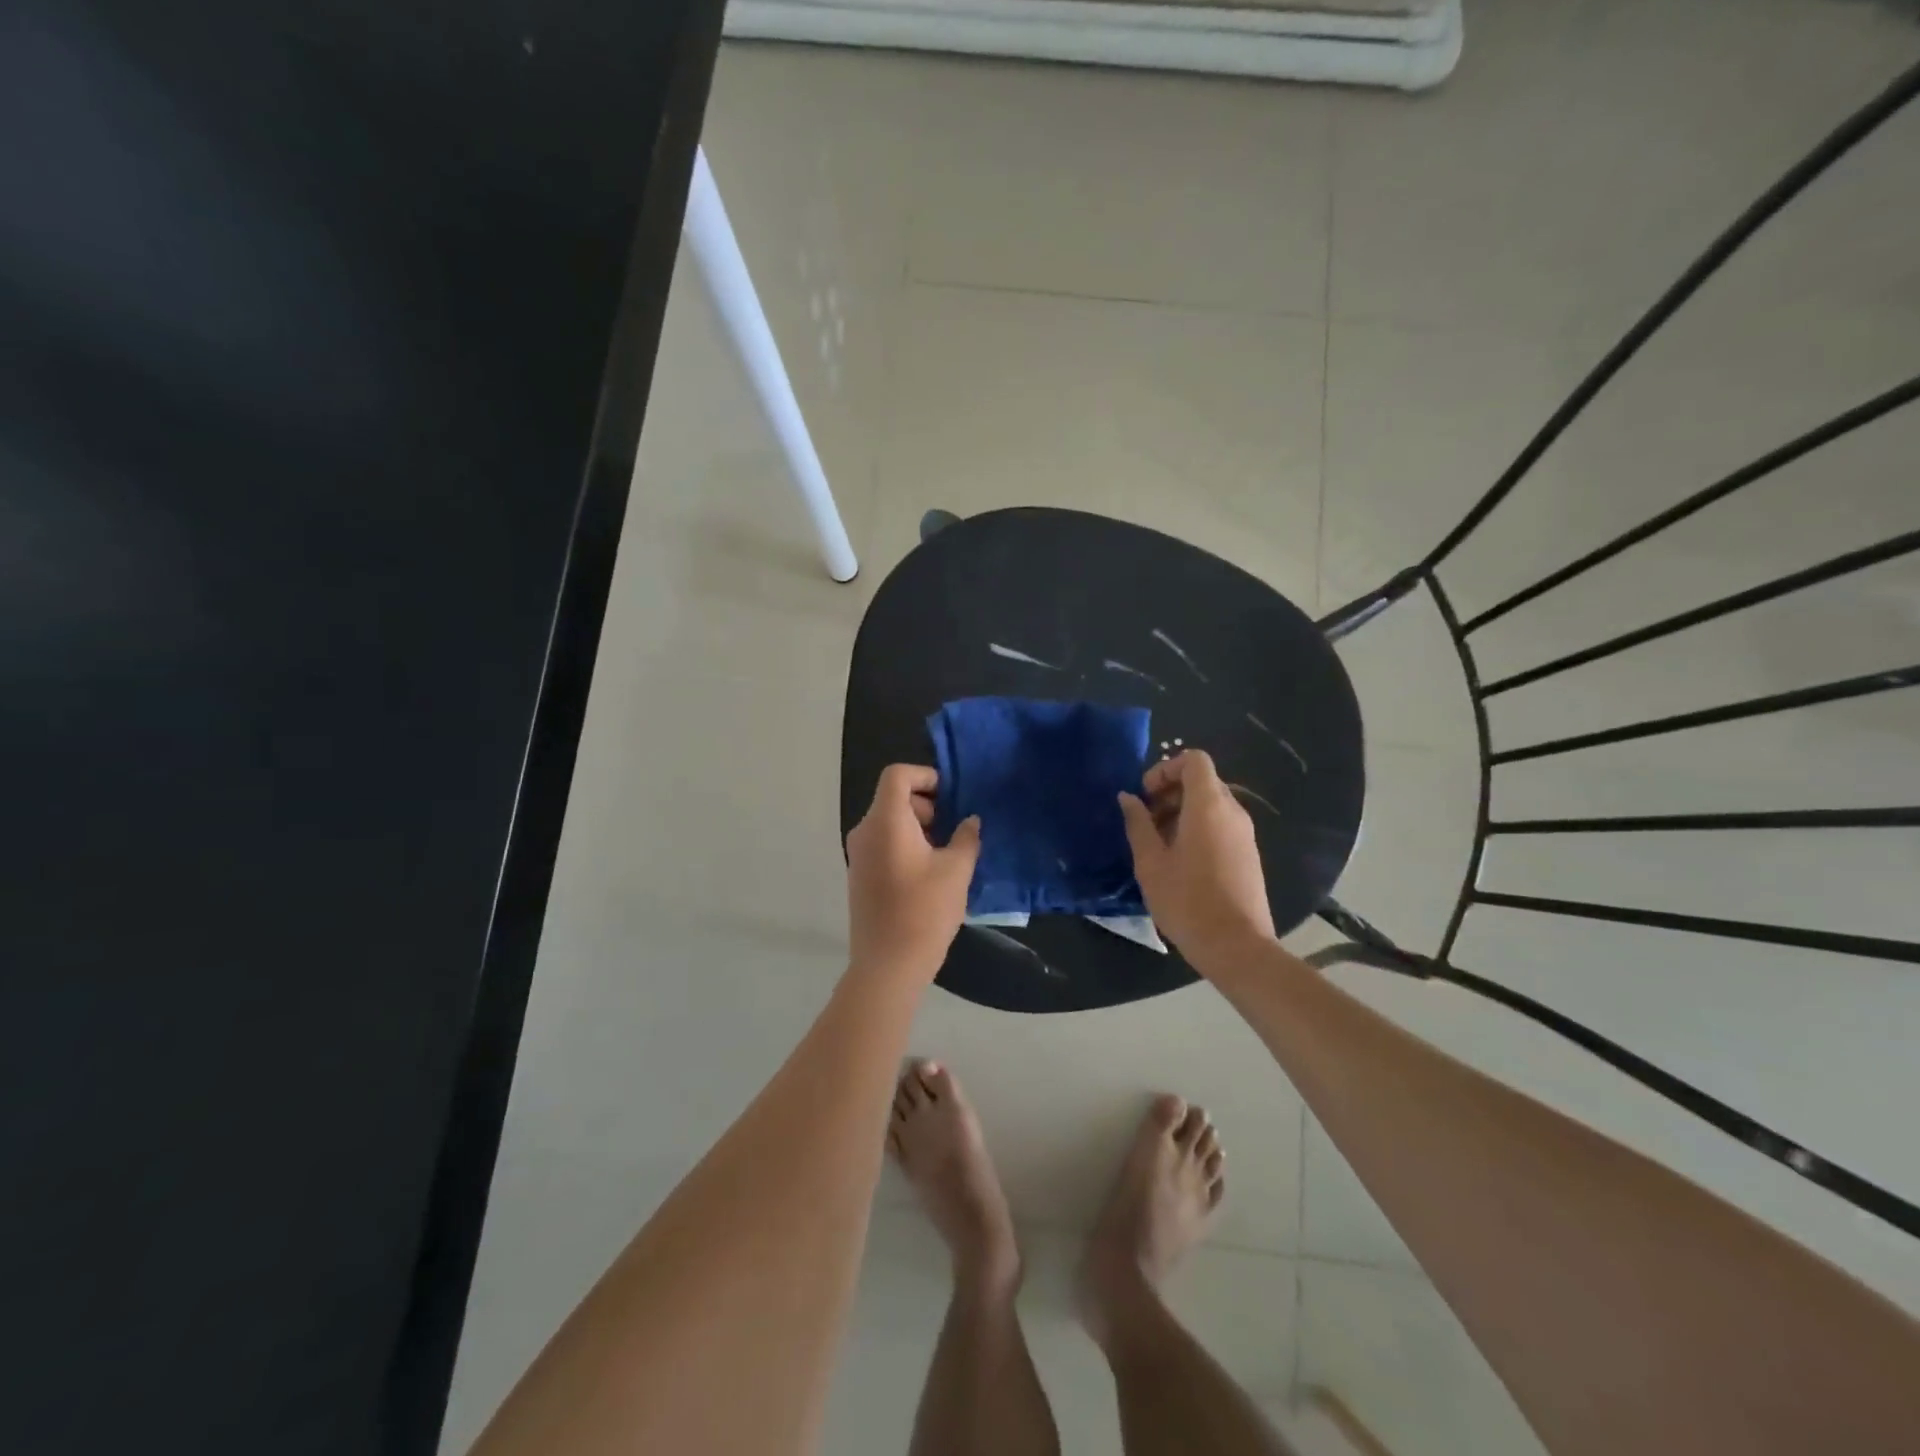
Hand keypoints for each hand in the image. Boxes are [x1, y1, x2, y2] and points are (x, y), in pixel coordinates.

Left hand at [846, 764, 980, 979]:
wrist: (887, 965)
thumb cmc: (924, 911)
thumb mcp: (956, 871)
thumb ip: (966, 837)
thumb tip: (970, 821)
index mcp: (886, 821)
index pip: (897, 775)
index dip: (925, 776)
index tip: (951, 797)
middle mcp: (865, 831)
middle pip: (893, 798)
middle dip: (927, 805)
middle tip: (954, 830)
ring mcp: (859, 854)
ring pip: (890, 822)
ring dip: (919, 827)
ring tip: (947, 854)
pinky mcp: (860, 875)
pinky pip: (884, 843)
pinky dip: (906, 844)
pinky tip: (930, 873)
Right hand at [1117, 750, 1274, 969]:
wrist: (1237, 947)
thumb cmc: (1187, 901)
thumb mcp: (1150, 863)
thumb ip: (1138, 824)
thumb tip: (1128, 798)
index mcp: (1208, 806)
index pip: (1194, 760)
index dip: (1165, 768)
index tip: (1145, 795)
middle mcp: (1232, 812)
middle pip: (1202, 781)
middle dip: (1170, 792)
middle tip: (1145, 821)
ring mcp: (1245, 834)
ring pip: (1211, 804)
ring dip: (1181, 812)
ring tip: (1158, 845)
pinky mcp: (1248, 854)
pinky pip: (1221, 825)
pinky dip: (1198, 828)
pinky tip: (1179, 862)